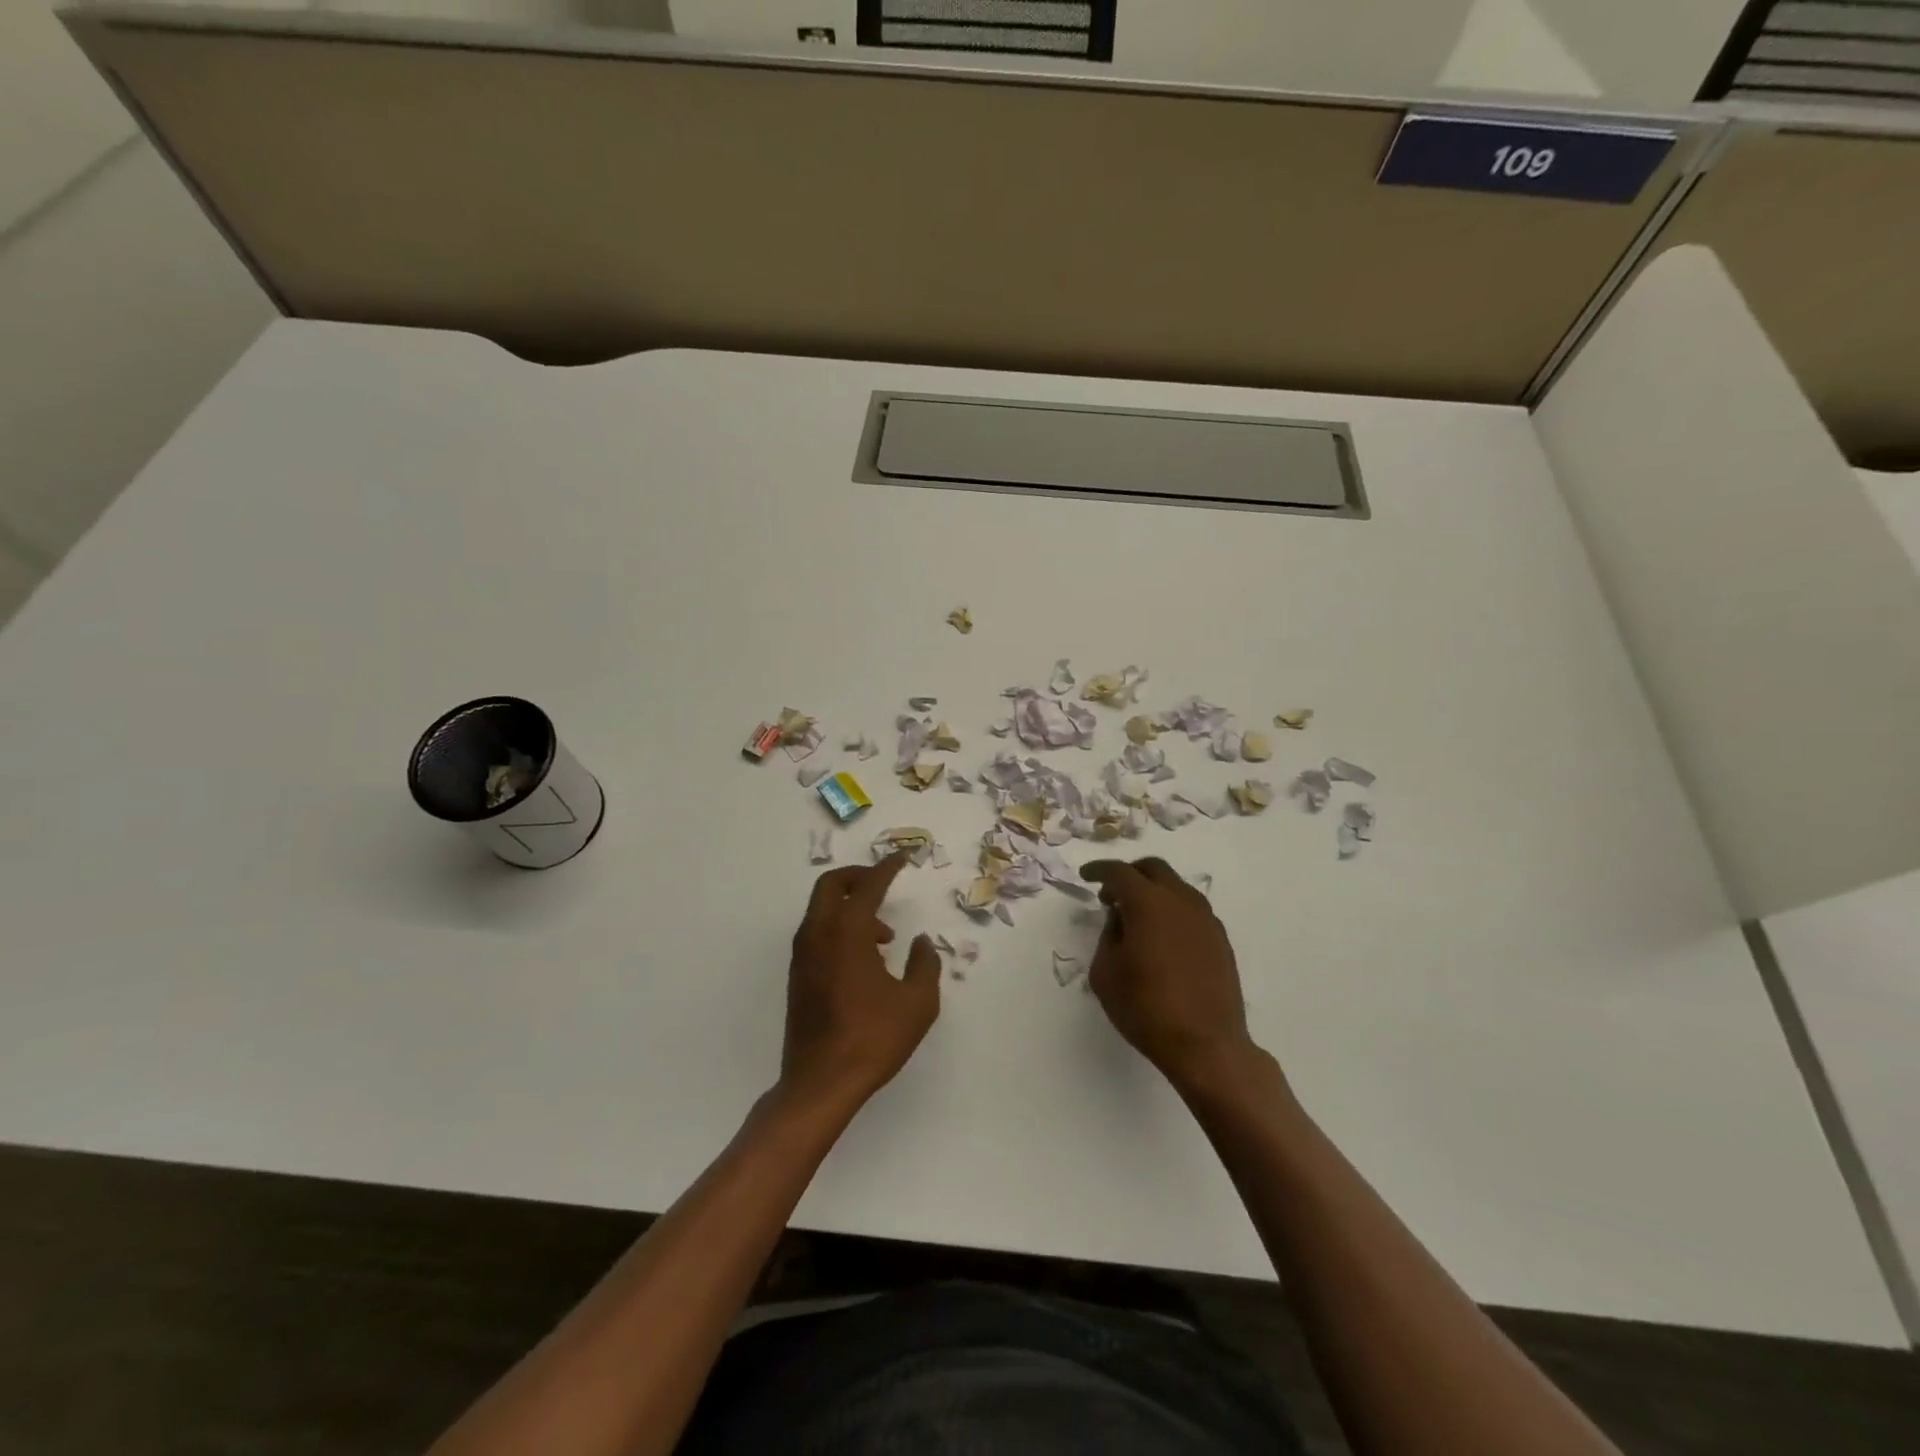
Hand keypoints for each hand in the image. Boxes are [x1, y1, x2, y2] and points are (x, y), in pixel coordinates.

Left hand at [780, 853, 939, 1113]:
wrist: (820, 1083)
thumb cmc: (873, 1039)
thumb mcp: (917, 1003)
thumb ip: (924, 964)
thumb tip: (919, 942)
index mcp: (847, 932)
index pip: (868, 886)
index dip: (887, 867)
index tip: (902, 857)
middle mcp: (819, 934)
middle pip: (831, 885)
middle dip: (859, 876)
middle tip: (884, 883)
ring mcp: (803, 955)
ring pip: (822, 909)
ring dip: (850, 906)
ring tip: (884, 936)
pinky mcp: (798, 975)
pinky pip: (818, 932)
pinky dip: (839, 928)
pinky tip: (865, 958)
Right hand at [1080, 857, 1260, 1092]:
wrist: (1206, 1045)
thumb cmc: (1146, 1008)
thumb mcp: (1106, 972)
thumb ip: (1108, 935)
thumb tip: (1120, 919)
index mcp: (1148, 903)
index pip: (1119, 872)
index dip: (1099, 870)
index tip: (1086, 875)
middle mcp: (1180, 901)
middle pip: (1153, 869)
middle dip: (1129, 874)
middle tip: (1111, 894)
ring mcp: (1205, 919)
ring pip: (1176, 887)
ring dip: (1153, 891)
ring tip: (1136, 917)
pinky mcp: (1220, 939)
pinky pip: (1191, 909)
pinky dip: (1172, 910)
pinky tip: (1162, 936)